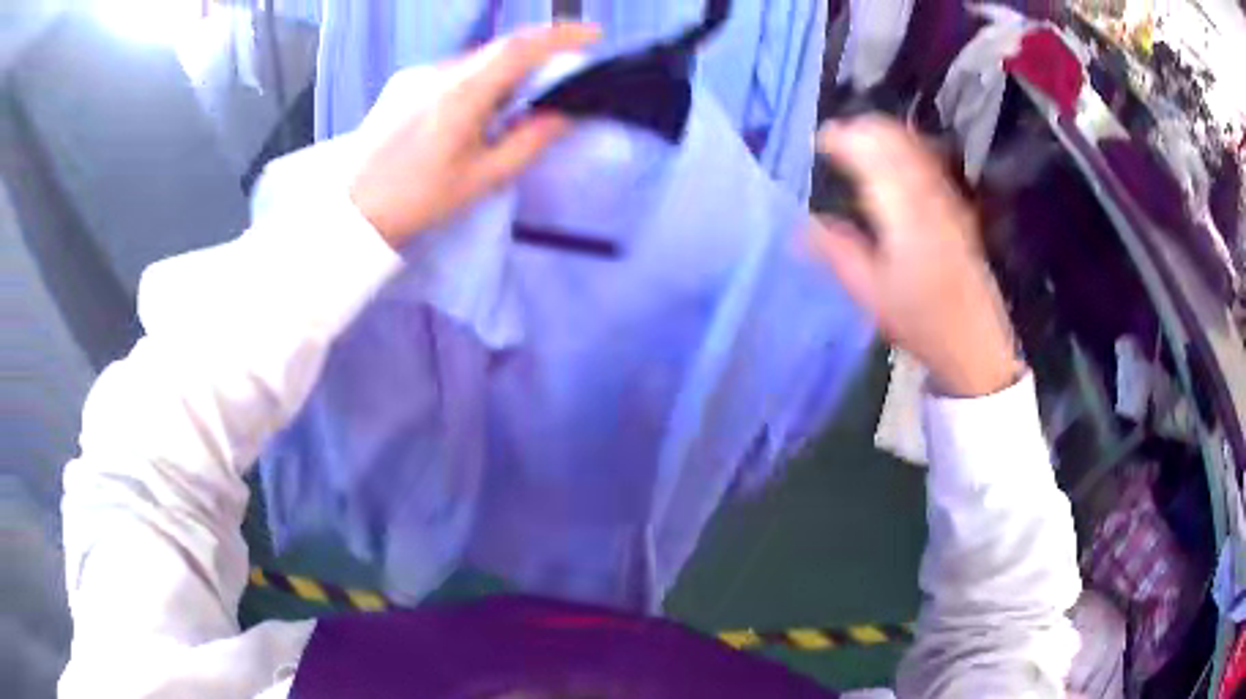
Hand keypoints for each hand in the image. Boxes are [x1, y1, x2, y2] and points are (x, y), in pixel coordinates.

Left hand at [349, 23, 600, 246]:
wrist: (352, 213)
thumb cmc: (418, 200)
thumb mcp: (482, 178)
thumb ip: (529, 141)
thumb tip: (564, 114)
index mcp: (462, 93)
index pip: (519, 48)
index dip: (560, 35)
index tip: (592, 34)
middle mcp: (438, 72)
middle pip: (497, 50)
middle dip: (534, 56)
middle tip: (556, 79)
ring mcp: (416, 75)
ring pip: (473, 60)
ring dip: (502, 71)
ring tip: (509, 107)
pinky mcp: (401, 84)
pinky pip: (449, 71)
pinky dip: (474, 80)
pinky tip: (469, 112)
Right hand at [811, 117, 1022, 396]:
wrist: (975, 342)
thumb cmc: (921, 322)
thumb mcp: (870, 294)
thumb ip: (836, 253)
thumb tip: (802, 226)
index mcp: (903, 211)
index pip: (868, 153)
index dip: (839, 138)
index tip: (816, 142)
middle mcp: (927, 193)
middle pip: (893, 137)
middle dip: (859, 129)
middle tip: (833, 140)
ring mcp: (947, 197)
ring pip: (912, 144)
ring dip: (881, 135)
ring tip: (856, 146)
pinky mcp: (957, 206)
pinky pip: (927, 160)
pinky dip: (903, 149)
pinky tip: (891, 164)